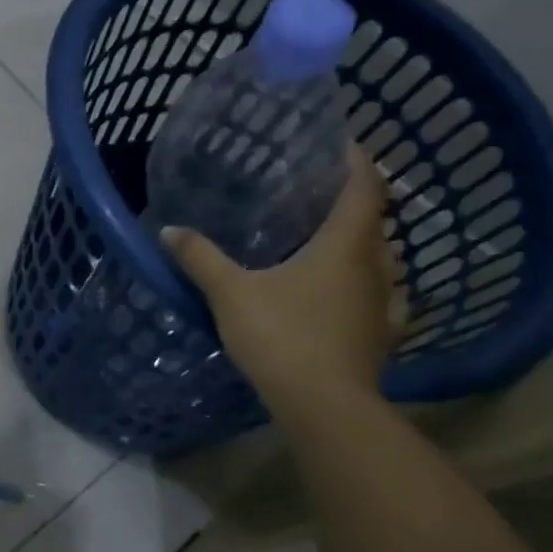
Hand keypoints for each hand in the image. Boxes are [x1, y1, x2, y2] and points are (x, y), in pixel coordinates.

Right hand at [160, 147, 402, 410]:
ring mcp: (384, 305)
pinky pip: (379, 299)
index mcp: (345, 246)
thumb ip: (201, 258)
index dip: (357, 162)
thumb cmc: (281, 336)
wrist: (323, 406)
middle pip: (374, 223)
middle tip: (319, 198)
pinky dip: (364, 289)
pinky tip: (346, 298)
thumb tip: (168, 230)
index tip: (342, 145)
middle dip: (353, 206)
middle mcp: (375, 268)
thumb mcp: (230, 293)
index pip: (365, 188)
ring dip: (360, 248)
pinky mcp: (381, 337)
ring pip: (380, 263)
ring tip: (327, 245)